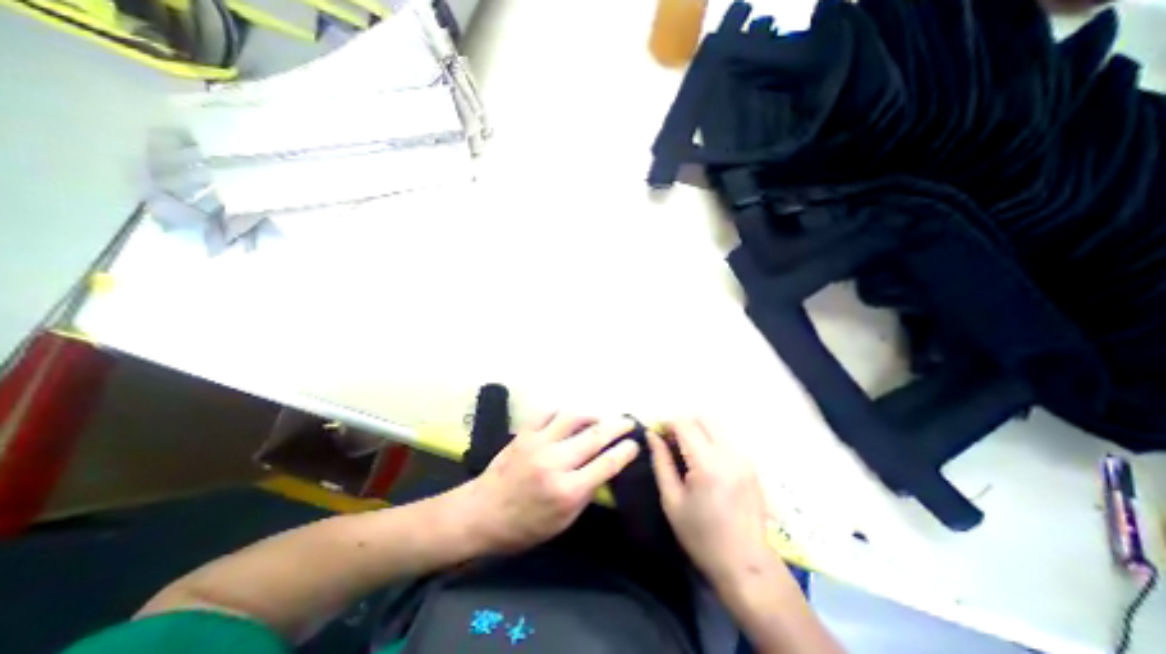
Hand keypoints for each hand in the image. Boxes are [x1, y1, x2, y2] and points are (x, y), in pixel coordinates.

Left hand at [463, 414, 635, 552]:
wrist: (481, 513)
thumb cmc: (524, 526)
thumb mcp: (562, 522)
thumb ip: (586, 493)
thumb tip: (605, 469)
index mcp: (567, 490)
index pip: (606, 464)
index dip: (625, 451)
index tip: (635, 444)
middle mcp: (555, 462)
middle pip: (594, 436)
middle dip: (617, 426)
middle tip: (628, 421)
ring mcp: (538, 443)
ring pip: (573, 417)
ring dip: (592, 415)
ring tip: (601, 418)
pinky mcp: (524, 434)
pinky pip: (548, 413)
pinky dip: (563, 412)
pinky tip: (570, 417)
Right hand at [652, 418, 776, 586]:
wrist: (745, 565)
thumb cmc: (701, 536)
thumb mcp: (671, 500)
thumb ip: (661, 462)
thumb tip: (652, 435)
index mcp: (708, 464)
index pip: (684, 424)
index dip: (666, 423)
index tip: (656, 433)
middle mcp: (730, 454)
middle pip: (703, 418)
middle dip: (683, 423)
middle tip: (670, 441)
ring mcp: (744, 457)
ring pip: (716, 425)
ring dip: (697, 429)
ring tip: (686, 449)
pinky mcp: (751, 464)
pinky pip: (726, 438)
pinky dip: (711, 438)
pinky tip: (703, 459)